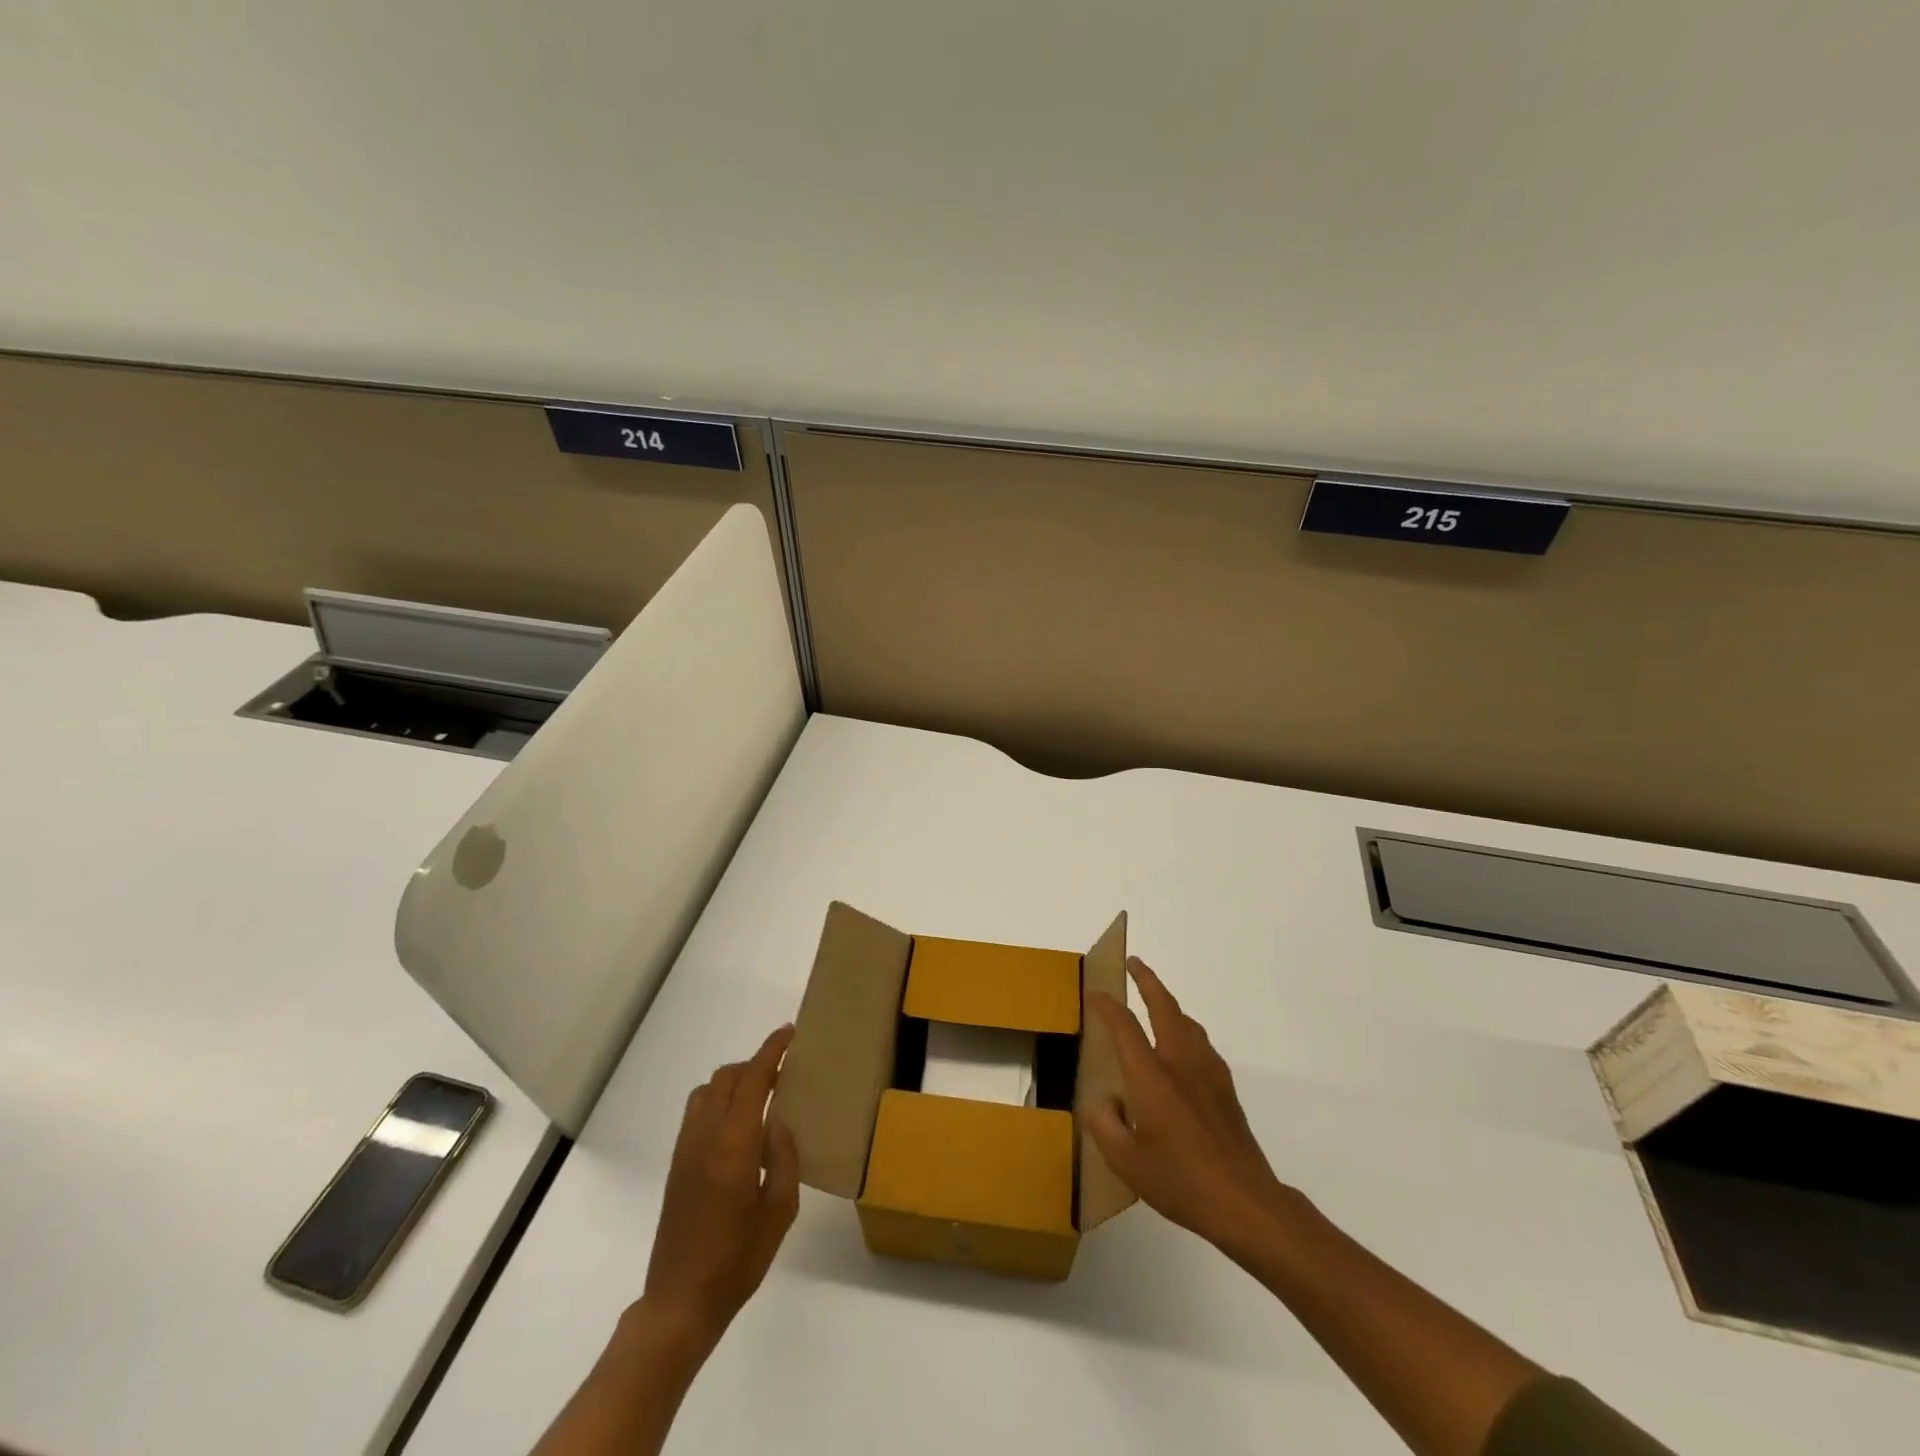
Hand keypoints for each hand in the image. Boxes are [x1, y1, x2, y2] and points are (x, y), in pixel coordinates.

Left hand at [638, 1025, 799, 1354]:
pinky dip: (719, 1101)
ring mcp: (686, 1148)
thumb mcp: (780, 1211)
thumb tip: (780, 1124)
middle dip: (754, 1064)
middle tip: (782, 1072)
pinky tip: (738, 1128)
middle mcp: (705, 1136)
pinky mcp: (676, 1164)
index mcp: (734, 1144)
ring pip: (708, 1090)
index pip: (752, 1079)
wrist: (680, 1301)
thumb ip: (785, 1158)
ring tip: (760, 1098)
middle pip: (727, 1077)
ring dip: (734, 1082)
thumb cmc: (738, 1259)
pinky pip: (697, 1112)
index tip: (790, 1033)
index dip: (771, 1050)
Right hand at [1084, 958, 1298, 1262]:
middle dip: (1147, 980)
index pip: (1124, 1026)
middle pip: (1163, 1006)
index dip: (1106, 1006)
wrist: (1245, 1202)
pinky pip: (1201, 1043)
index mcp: (1152, 1075)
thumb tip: (1101, 1101)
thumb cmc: (1180, 1180)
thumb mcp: (1126, 1162)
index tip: (1094, 993)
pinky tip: (1184, 1047)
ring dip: (1169, 1002)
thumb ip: (1104, 1125)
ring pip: (1187, 1021)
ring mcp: (1208, 1073)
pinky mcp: (1225, 1089)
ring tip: (1156, 1001)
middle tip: (1133, 962)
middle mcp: (1180, 1063)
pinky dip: (1186, 1029)